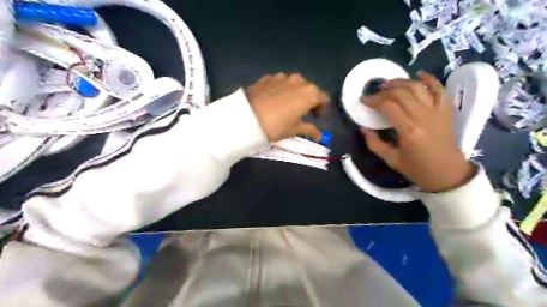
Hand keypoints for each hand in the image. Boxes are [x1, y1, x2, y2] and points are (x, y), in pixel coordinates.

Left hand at [245, 74, 328, 141]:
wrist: (247, 118)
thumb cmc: (276, 126)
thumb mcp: (294, 129)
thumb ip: (310, 129)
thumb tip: (320, 136)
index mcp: (310, 93)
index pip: (323, 98)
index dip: (321, 108)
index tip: (314, 116)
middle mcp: (299, 80)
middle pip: (309, 88)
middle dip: (308, 99)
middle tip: (301, 111)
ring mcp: (282, 76)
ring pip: (294, 83)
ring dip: (295, 92)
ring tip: (286, 104)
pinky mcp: (268, 77)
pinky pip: (280, 82)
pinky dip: (281, 89)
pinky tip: (273, 99)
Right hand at [360, 71, 474, 190]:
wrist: (448, 174)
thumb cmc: (417, 169)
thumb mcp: (391, 159)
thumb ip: (374, 143)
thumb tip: (363, 128)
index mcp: (409, 130)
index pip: (388, 106)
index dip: (373, 100)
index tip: (363, 100)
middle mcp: (423, 116)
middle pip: (401, 93)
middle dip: (384, 90)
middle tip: (374, 94)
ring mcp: (437, 111)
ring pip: (418, 87)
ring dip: (402, 82)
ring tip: (390, 83)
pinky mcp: (446, 111)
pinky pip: (440, 89)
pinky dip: (430, 79)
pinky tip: (419, 75)